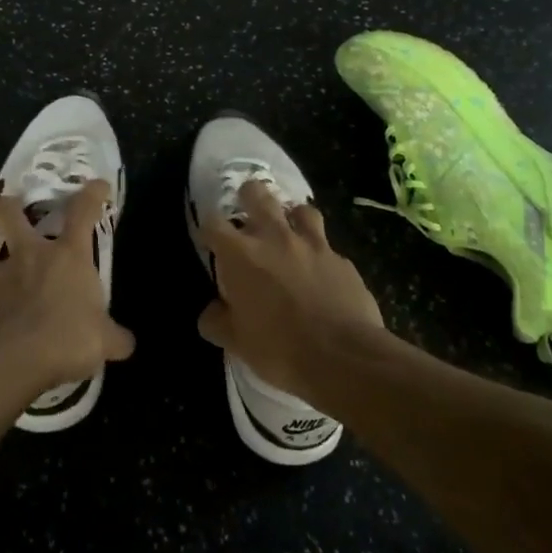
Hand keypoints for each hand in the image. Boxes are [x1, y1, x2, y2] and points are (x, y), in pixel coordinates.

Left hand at [0, 181, 135, 394]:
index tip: (97, 185)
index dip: (91, 195)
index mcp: (68, 256)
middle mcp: (29, 256)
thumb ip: (114, 338)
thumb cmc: (67, 338)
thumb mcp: (103, 341)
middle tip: (9, 209)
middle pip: (10, 214)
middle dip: (8, 207)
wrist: (13, 359)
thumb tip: (125, 343)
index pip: (83, 212)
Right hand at [197, 181, 386, 401]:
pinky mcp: (341, 260)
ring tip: (288, 230)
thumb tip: (211, 312)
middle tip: (246, 211)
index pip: (213, 223)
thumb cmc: (280, 349)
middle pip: (257, 195)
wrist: (343, 357)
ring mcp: (313, 245)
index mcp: (241, 255)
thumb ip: (217, 321)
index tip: (209, 240)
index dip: (208, 228)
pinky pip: (327, 245)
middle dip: (248, 197)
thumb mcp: (236, 343)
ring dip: (291, 216)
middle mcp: (275, 238)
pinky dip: (319, 251)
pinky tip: (320, 269)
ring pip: (301, 209)